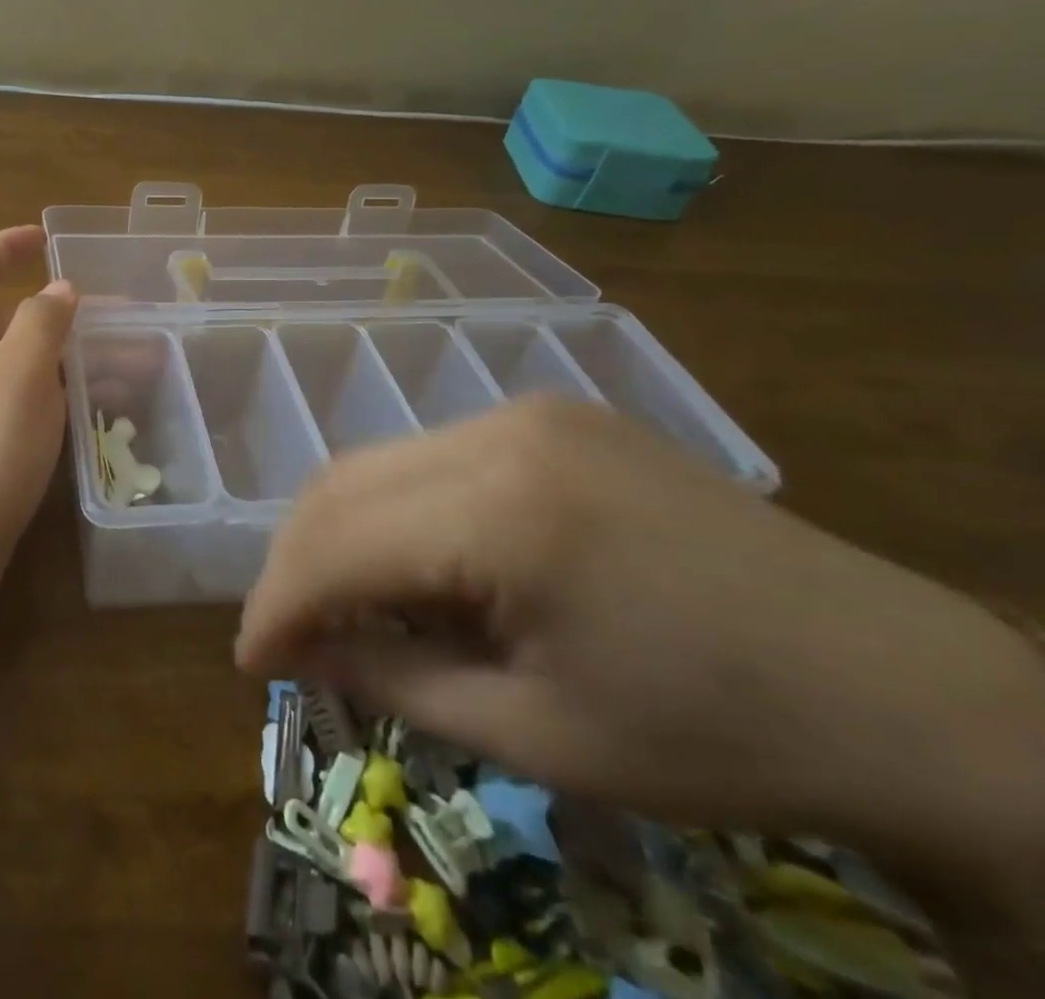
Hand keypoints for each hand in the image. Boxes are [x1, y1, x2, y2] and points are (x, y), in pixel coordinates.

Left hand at [0, 226, 76, 617]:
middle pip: (2, 316)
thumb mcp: (18, 374)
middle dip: (55, 309)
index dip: (5, 244)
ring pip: (19, 364)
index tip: (46, 238)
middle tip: (111, 316)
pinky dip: (56, 395)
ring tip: (124, 363)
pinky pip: (21, 403)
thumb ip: (41, 321)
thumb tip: (59, 288)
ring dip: (65, 356)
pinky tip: (92, 412)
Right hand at [235, 397, 1044, 882]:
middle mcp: (499, 433)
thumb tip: (298, 655)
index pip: (338, 545)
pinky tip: (409, 565)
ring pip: (379, 463)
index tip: (247, 662)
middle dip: (295, 564)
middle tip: (283, 636)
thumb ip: (393, 682)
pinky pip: (431, 458)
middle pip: (342, 485)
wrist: (900, 687)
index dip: (277, 605)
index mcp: (501, 513)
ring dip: (338, 534)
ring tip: (337, 606)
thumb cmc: (717, 735)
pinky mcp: (551, 418)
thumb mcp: (536, 734)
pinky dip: (394, 512)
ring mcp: (528, 413)